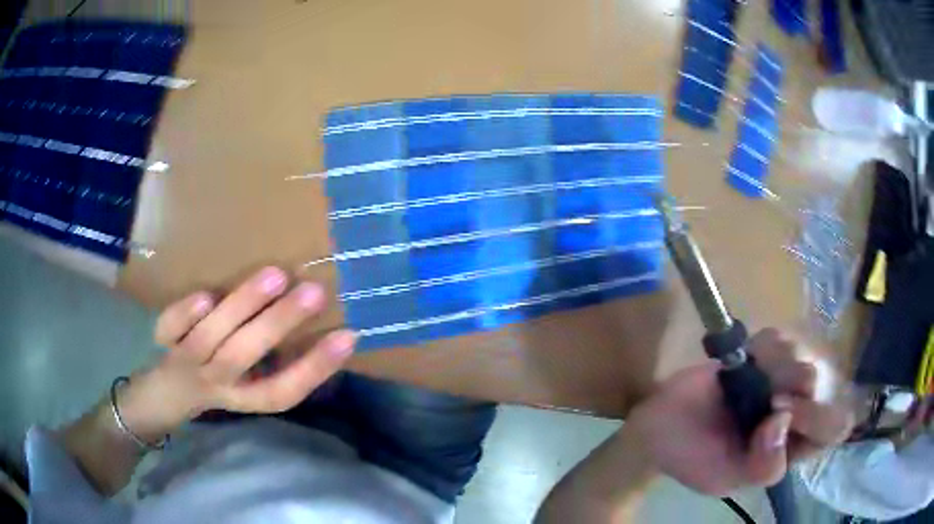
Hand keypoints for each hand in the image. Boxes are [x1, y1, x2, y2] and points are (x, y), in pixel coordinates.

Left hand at [119, 267, 355, 441]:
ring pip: (212, 337)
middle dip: (280, 325)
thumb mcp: (248, 384)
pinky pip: (170, 328)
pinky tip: (205, 296)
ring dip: (242, 307)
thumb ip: (275, 363)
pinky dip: (184, 313)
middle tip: (315, 292)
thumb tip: (320, 326)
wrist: (165, 394)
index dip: (315, 368)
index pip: (284, 390)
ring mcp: (187, 361)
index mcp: (245, 397)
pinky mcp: (163, 342)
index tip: (348, 337)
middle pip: (245, 357)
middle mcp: (216, 381)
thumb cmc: (217, 383)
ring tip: (275, 275)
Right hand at [627, 328, 853, 495]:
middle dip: (798, 386)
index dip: (818, 418)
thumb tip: (784, 418)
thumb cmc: (693, 458)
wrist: (658, 425)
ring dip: (781, 363)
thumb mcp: (726, 479)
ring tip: (753, 374)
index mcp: (790, 449)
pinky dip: (770, 342)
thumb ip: (763, 467)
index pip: (832, 429)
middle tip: (769, 393)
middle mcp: (793, 413)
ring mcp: (778, 380)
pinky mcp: (760, 356)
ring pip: (806, 356)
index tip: (780, 412)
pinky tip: (751, 354)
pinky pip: (781, 338)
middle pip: (826, 386)